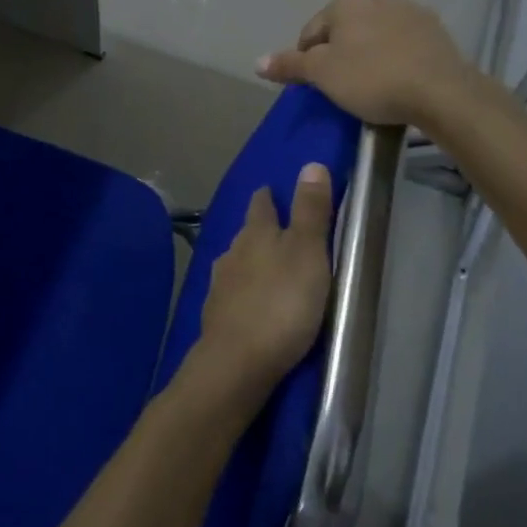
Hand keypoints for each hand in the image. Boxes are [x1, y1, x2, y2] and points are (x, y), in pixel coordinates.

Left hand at [187, 163, 335, 402]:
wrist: (237, 363)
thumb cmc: (282, 302)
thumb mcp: (308, 252)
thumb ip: (310, 210)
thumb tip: (310, 163)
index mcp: (255, 232)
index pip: (261, 203)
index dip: (269, 196)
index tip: (274, 191)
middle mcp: (231, 251)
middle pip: (247, 233)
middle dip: (260, 230)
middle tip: (281, 234)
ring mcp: (219, 285)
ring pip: (237, 263)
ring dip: (251, 263)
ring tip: (270, 271)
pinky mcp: (216, 317)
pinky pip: (233, 295)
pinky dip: (245, 294)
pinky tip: (252, 305)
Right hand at [256, 0, 475, 127]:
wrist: (441, 91)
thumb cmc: (372, 79)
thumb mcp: (322, 75)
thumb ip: (289, 64)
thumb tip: (257, 61)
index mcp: (344, 3)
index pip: (311, 32)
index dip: (306, 60)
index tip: (315, 86)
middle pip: (344, 28)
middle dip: (339, 52)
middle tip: (342, 86)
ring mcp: (408, 9)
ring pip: (375, 32)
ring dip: (368, 51)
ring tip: (372, 84)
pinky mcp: (434, 28)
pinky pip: (403, 40)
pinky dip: (395, 54)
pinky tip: (399, 78)